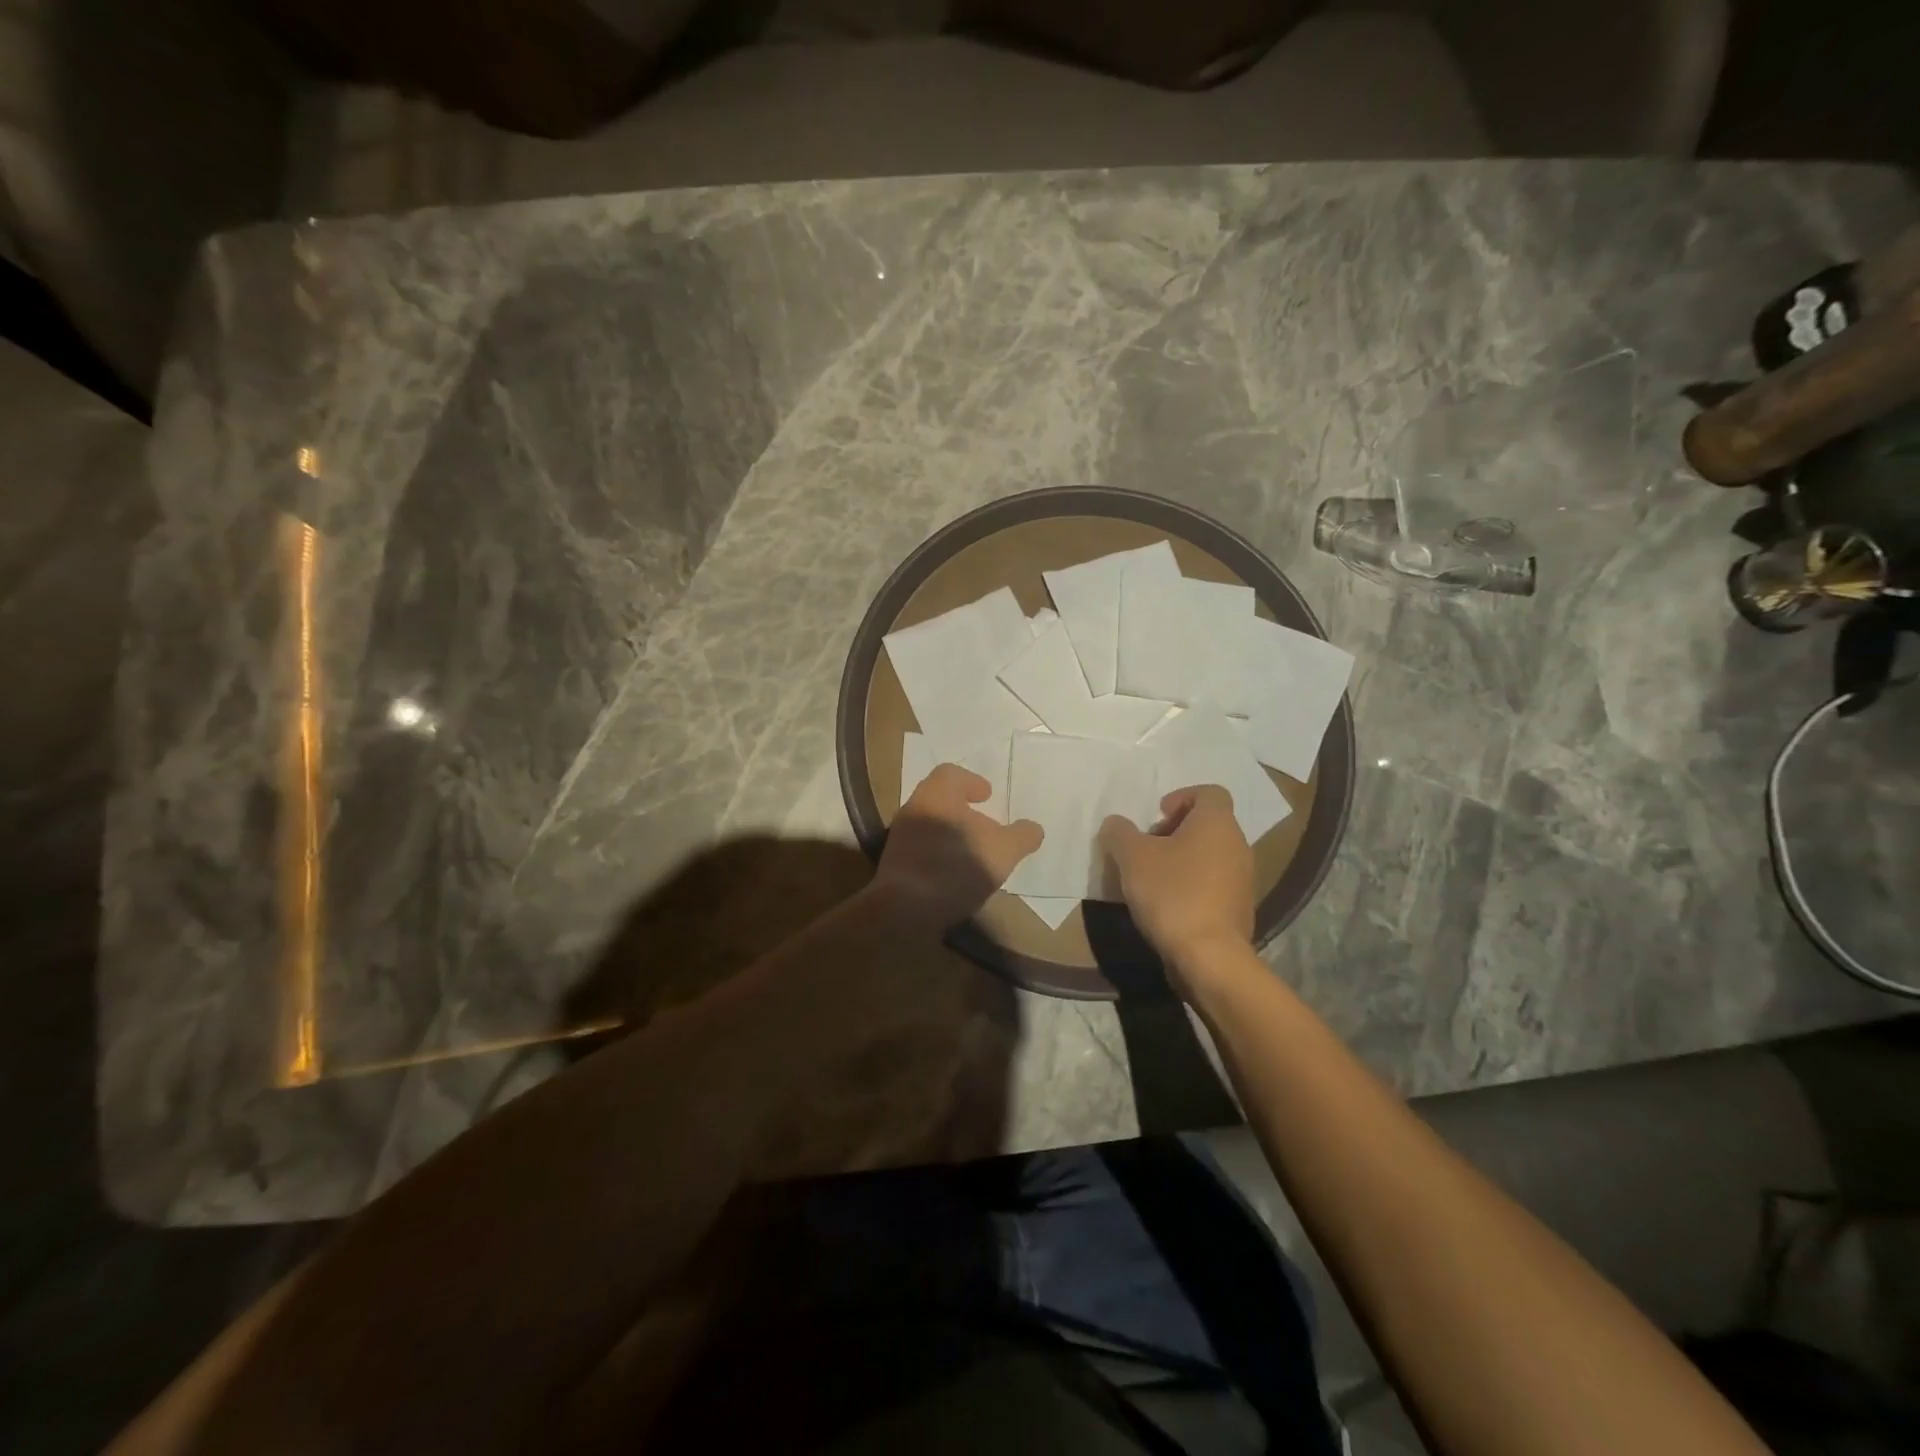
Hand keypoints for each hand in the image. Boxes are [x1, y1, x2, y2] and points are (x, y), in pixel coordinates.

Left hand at [875, 763, 1042, 931]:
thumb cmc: (956, 867)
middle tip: (986, 826)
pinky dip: (940, 855)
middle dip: (964, 811)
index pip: (952, 774)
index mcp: (936, 794)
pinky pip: (922, 849)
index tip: (988, 796)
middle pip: (941, 800)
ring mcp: (900, 837)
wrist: (905, 910)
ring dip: (953, 835)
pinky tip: (956, 876)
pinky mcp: (895, 864)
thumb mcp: (1003, 851)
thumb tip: (1033, 829)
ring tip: (975, 855)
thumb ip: (1021, 836)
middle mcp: (914, 808)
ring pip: (931, 825)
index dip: (973, 782)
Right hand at [1100, 784, 1254, 975]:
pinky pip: (1214, 883)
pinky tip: (1168, 904)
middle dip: (1175, 831)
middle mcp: (1238, 844)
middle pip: (1208, 824)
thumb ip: (1119, 833)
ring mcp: (1243, 879)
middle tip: (1147, 848)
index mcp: (1217, 823)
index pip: (1209, 792)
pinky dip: (1192, 884)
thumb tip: (1115, 824)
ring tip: (1152, 879)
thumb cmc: (1172, 893)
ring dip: (1182, 859)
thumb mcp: (1132, 857)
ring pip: (1210, 855)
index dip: (1181, 797)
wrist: (1209, 956)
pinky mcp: (1239, 908)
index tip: (1157, 816)